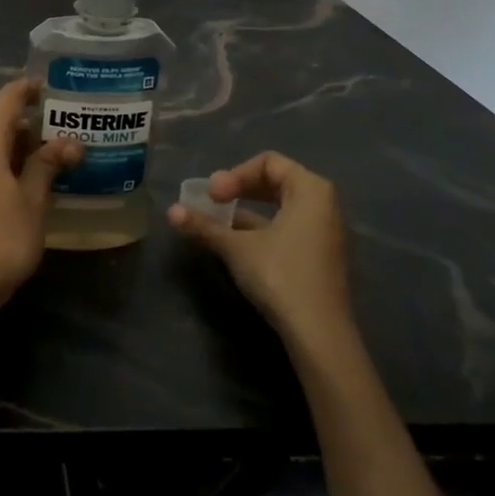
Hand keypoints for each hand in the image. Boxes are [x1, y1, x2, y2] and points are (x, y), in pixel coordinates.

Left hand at [0, 79, 79, 319]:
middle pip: (0, 125)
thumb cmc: (1, 238)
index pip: (6, 102)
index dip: (27, 89)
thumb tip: (69, 141)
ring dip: (24, 147)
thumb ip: (48, 166)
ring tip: (59, 153)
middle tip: (68, 126)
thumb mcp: (33, 201)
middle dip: (33, 122)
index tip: (51, 86)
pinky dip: (13, 166)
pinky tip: (36, 181)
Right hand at [167, 152, 354, 347]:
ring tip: (218, 221)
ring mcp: (324, 231)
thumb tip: (170, 212)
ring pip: (280, 205)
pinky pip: (287, 225)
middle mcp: (323, 204)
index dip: (235, 174)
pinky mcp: (319, 255)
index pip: (268, 162)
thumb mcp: (236, 248)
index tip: (212, 195)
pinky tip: (236, 243)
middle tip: (213, 202)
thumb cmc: (280, 275)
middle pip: (276, 180)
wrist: (318, 332)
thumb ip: (204, 226)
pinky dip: (261, 227)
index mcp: (310, 190)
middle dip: (240, 188)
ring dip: (247, 209)